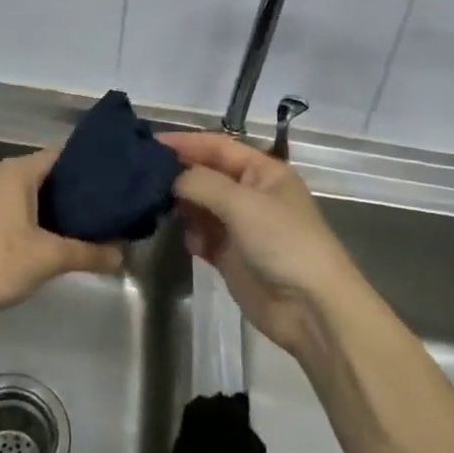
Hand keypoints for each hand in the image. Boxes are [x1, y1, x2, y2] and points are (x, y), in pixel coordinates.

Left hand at [0, 148, 122, 321]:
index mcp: (16, 171)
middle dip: (72, 191)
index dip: (87, 167)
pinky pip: (11, 205)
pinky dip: (31, 216)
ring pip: (26, 191)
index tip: (112, 183)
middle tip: (104, 209)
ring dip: (51, 207)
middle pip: (44, 173)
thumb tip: (122, 256)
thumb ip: (88, 253)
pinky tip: (47, 239)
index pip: (60, 155)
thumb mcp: (49, 258)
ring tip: (82, 226)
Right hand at [161, 130, 366, 360]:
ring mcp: (240, 226)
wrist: (312, 310)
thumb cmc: (284, 243)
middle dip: (179, 174)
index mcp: (262, 171)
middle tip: (141, 176)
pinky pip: (202, 236)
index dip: (185, 142)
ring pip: (201, 205)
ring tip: (153, 204)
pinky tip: (183, 238)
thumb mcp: (242, 203)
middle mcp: (250, 193)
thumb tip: (170, 178)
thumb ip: (201, 183)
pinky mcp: (230, 256)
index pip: (217, 146)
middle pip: (206, 174)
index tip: (150, 143)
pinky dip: (191, 235)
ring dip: (181, 205)